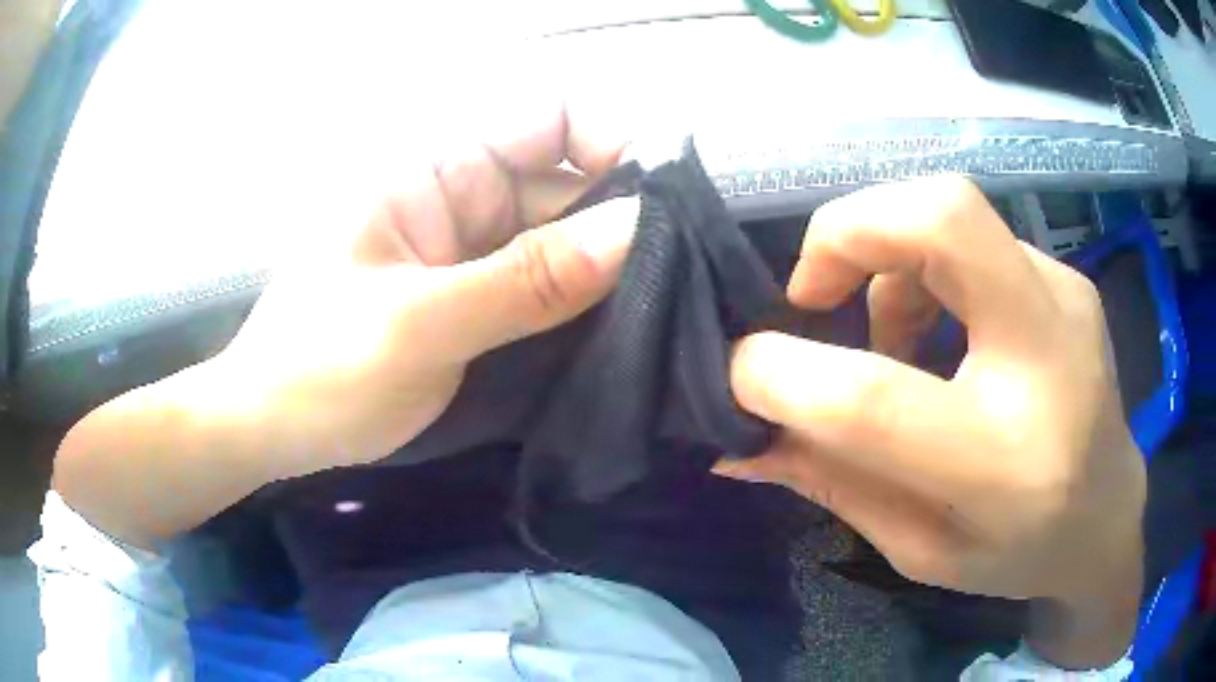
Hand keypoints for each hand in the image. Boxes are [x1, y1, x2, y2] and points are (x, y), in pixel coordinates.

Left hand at [52, 101, 638, 545]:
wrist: (274, 428)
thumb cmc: (320, 370)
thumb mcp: (419, 326)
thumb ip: (525, 281)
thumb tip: (636, 233)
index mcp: (433, 168)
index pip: (542, 115)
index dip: (604, 137)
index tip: (656, 194)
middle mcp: (460, 194)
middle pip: (564, 179)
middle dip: (620, 215)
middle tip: (682, 272)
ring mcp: (470, 247)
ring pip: (562, 235)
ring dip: (607, 265)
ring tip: (665, 306)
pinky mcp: (476, 294)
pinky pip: (545, 281)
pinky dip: (581, 301)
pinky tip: (619, 329)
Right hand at [719, 177, 1145, 666]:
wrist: (1108, 517)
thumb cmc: (1019, 551)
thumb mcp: (919, 548)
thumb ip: (833, 483)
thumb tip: (736, 445)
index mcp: (1004, 464)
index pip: (876, 400)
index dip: (784, 373)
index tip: (738, 371)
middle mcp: (1046, 358)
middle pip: (942, 217)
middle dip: (848, 231)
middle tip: (811, 292)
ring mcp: (1065, 298)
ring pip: (953, 210)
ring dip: (887, 255)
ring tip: (887, 336)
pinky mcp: (1065, 278)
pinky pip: (976, 238)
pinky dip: (929, 267)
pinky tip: (941, 332)